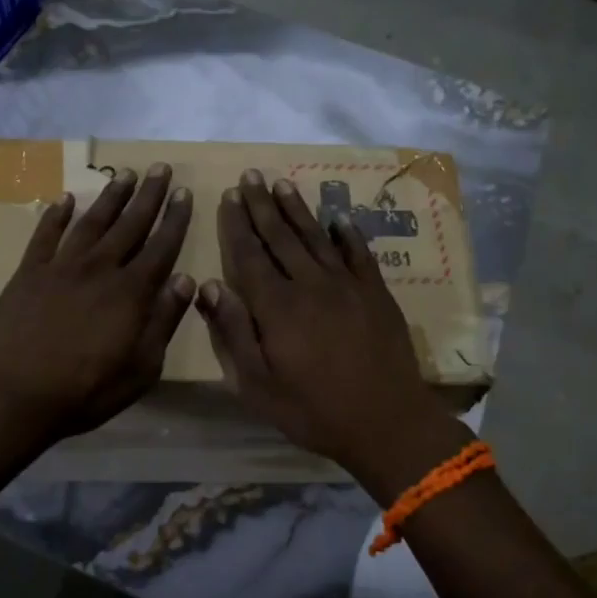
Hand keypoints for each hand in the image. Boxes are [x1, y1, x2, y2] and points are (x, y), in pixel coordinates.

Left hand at [0, 164, 193, 441]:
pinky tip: (66, 199)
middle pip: (130, 225)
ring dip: (111, 196)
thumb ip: (164, 321)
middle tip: (161, 168)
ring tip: (125, 174)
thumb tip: (186, 280)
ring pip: (92, 222)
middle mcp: (99, 269)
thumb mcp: (141, 368)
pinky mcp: (29, 273)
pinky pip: (45, 235)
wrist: (14, 396)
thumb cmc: (85, 391)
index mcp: (130, 293)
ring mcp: (61, 267)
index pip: (161, 247)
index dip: (175, 219)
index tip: (185, 193)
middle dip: (149, 196)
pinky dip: (56, 215)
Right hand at [195, 171, 447, 473]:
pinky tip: (338, 219)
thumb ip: (233, 332)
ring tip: (281, 184)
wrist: (387, 422)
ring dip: (297, 209)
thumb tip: (210, 286)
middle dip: (262, 205)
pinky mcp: (376, 294)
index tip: (227, 196)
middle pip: (281, 237)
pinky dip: (347, 234)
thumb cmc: (313, 410)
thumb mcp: (258, 384)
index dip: (237, 225)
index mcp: (277, 306)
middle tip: (250, 175)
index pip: (250, 255)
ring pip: (316, 238)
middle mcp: (310, 285)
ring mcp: (347, 286)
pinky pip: (358, 254)